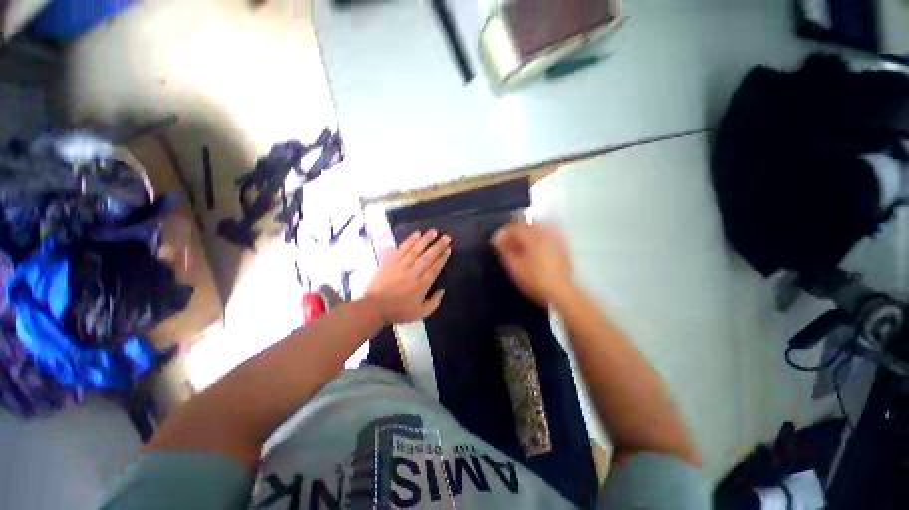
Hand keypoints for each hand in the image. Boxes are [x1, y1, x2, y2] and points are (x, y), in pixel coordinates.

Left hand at [365, 230, 450, 322]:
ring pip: (415, 249)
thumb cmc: (398, 311)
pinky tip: (416, 234)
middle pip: (427, 256)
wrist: (374, 307)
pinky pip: (402, 248)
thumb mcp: (420, 313)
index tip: (448, 249)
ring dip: (425, 239)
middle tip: (446, 237)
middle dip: (438, 245)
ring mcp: (401, 265)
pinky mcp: (390, 261)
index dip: (442, 257)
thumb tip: (442, 290)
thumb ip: (434, 302)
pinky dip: (410, 240)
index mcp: (421, 284)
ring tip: (433, 231)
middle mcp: (413, 272)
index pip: (434, 268)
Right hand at [492, 221, 572, 305]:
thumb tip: (498, 240)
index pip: (515, 227)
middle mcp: (546, 232)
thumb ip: (505, 250)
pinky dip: (537, 240)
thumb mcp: (515, 266)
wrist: (561, 291)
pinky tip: (534, 252)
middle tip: (508, 245)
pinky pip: (546, 236)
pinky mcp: (562, 246)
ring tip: (520, 248)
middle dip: (515, 233)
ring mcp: (556, 238)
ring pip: (537, 229)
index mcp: (533, 236)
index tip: (498, 244)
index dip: (504, 234)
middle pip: (527, 226)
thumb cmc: (535, 279)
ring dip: (526, 236)